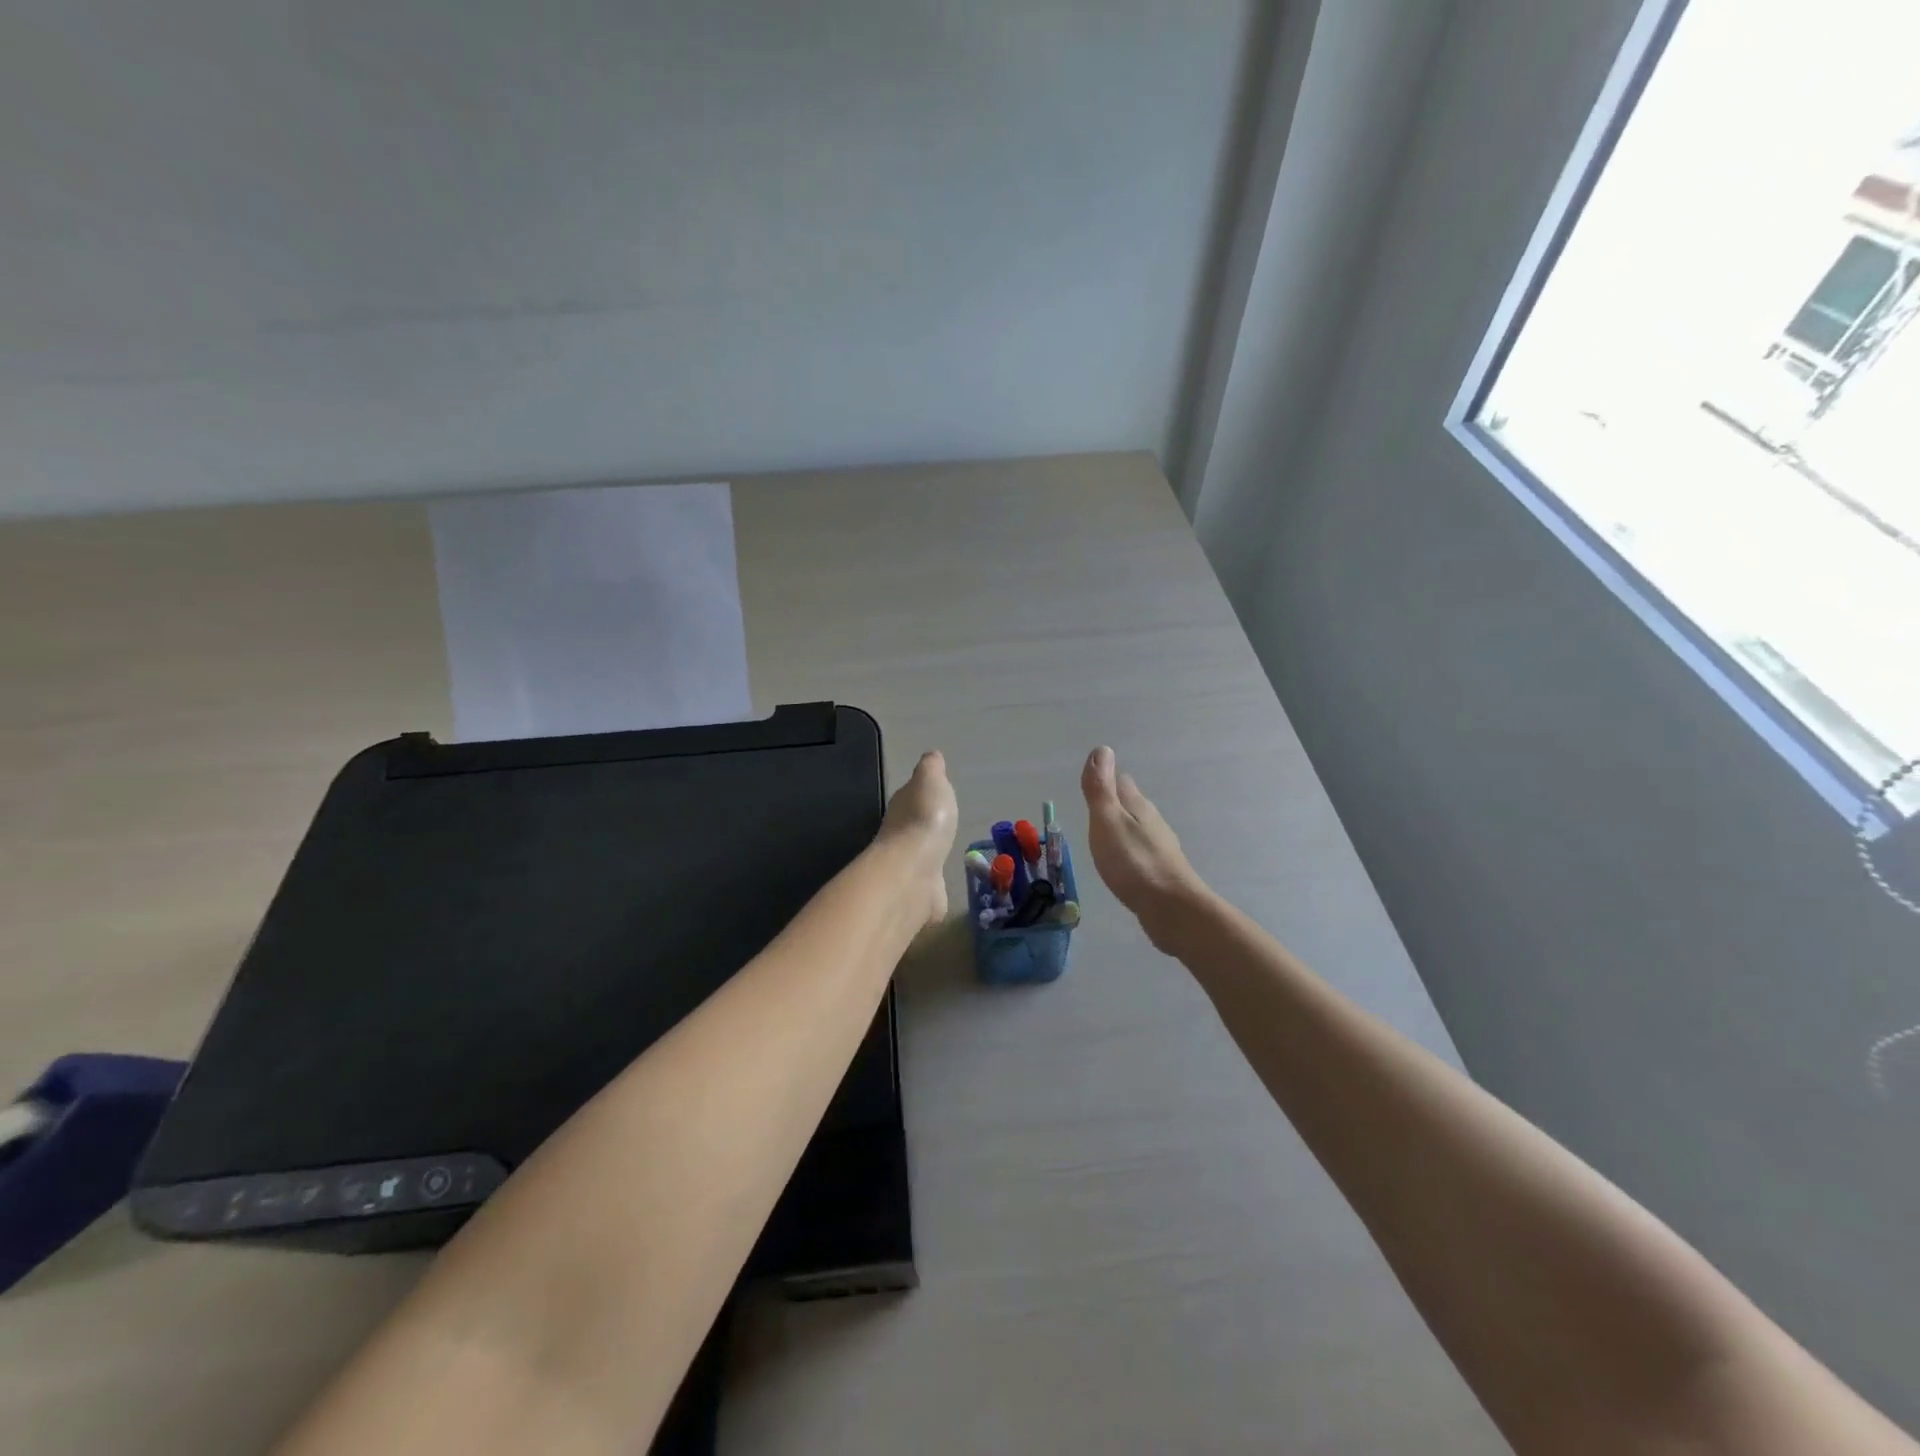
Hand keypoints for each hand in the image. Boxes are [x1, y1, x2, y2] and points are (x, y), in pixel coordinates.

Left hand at [878, 750, 959, 926]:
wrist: (913, 873)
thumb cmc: (924, 820)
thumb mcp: (930, 781)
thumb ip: (931, 769)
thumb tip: (931, 755)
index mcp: (902, 807)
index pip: (910, 797)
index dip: (922, 795)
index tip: (935, 796)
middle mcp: (899, 836)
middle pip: (913, 828)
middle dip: (925, 827)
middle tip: (943, 826)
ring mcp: (908, 867)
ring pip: (920, 857)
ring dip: (929, 855)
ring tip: (946, 854)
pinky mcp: (919, 894)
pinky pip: (928, 886)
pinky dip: (933, 884)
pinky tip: (942, 885)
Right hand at [1081, 746, 1207, 950]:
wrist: (1171, 909)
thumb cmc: (1133, 862)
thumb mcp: (1107, 821)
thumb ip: (1101, 789)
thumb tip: (1102, 749)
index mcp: (1138, 807)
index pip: (1122, 783)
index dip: (1108, 779)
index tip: (1095, 780)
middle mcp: (1153, 823)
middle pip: (1133, 805)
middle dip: (1118, 802)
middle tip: (1099, 804)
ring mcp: (1161, 848)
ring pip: (1140, 829)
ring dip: (1125, 827)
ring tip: (1109, 832)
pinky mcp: (1163, 872)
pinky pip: (1142, 852)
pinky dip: (1131, 850)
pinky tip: (1125, 861)